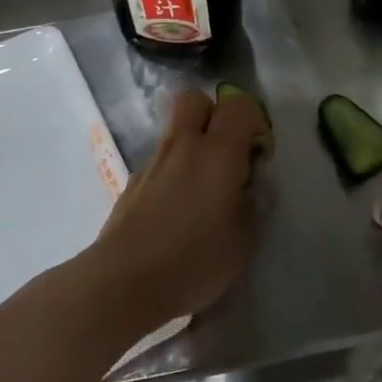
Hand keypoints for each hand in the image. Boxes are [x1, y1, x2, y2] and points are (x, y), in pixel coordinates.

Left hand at [87, 88, 270, 335]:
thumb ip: (250, 205)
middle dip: (213, 116)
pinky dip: (172, 175)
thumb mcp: (243, 241)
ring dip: (191, 148)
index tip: (258, 156)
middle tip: (226, 154)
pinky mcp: (131, 185)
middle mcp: (182, 147)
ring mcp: (151, 164)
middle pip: (194, 100)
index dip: (254, 122)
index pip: (239, 106)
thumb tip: (244, 188)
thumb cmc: (194, 260)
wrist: (124, 282)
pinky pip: (158, 165)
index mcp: (217, 153)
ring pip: (174, 133)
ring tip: (202, 193)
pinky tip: (174, 215)